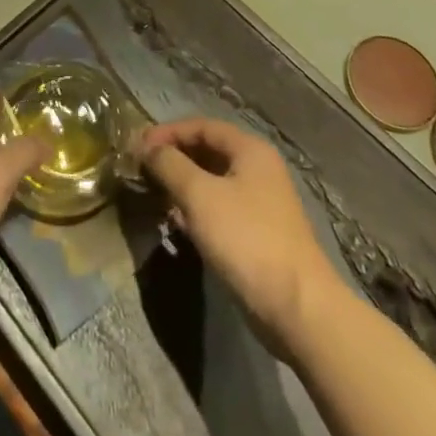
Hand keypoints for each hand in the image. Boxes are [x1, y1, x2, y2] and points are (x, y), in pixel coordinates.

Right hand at [138, 118, 329, 353]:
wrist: (298, 309)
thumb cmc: (246, 239)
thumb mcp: (200, 195)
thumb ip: (170, 164)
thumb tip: (146, 147)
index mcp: (249, 150)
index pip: (200, 126)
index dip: (167, 132)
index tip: (137, 147)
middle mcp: (257, 169)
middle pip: (207, 151)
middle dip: (173, 158)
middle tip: (142, 170)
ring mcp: (260, 203)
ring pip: (212, 182)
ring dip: (182, 185)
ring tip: (153, 196)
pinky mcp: (257, 234)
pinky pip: (219, 208)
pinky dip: (195, 209)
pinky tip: (176, 223)